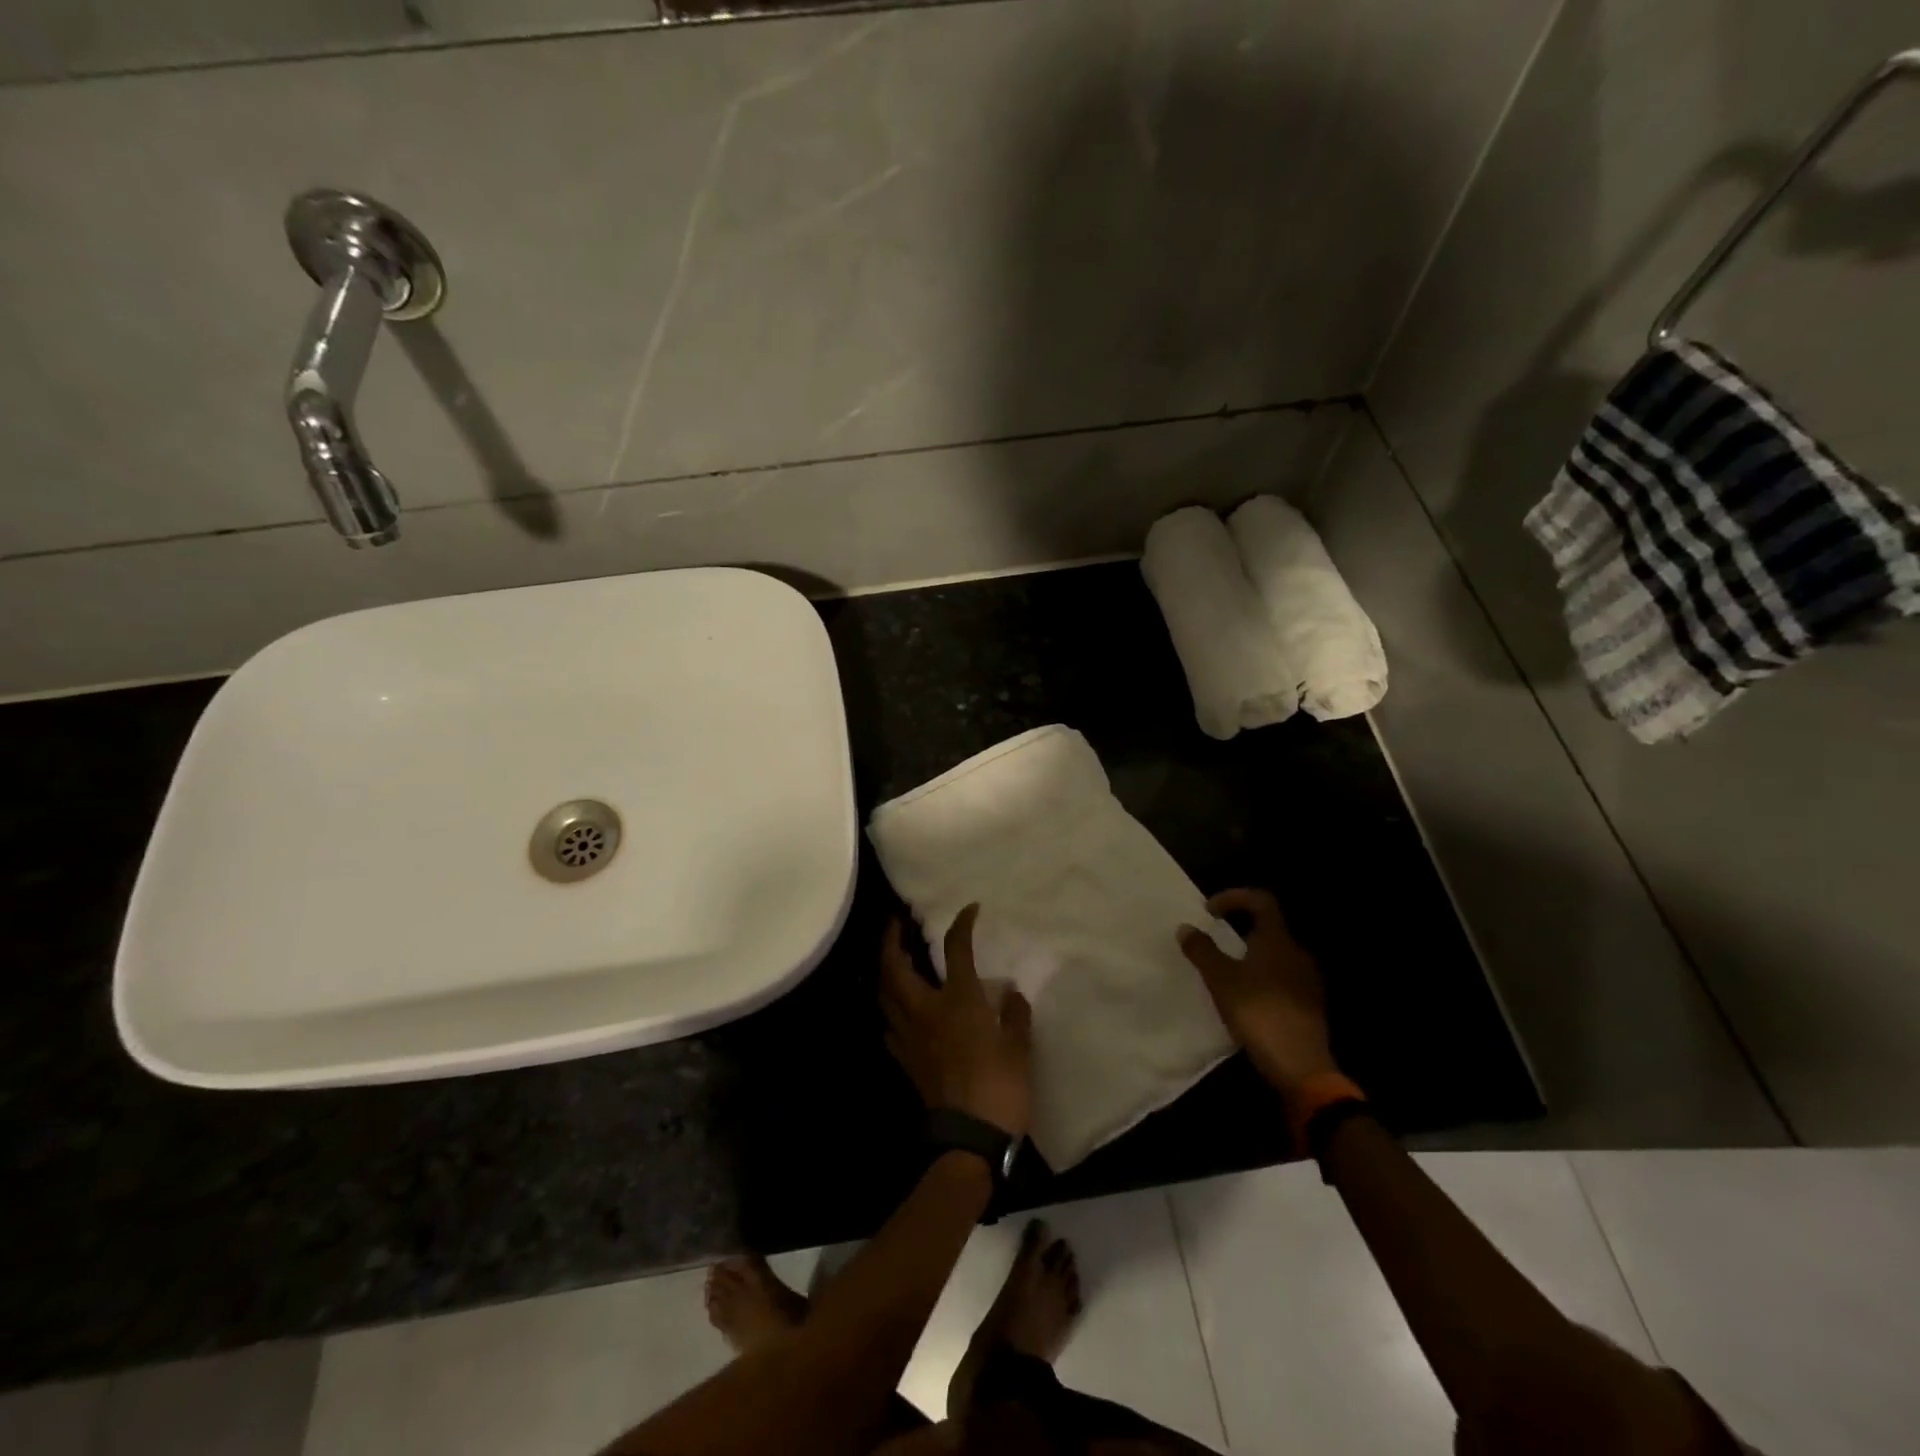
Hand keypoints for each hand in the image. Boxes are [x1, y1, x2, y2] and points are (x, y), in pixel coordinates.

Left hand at [881, 905, 1032, 1138]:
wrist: (968, 1139)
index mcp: (958, 1000)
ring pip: (884, 994)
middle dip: (890, 940)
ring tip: (892, 960)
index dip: (961, 924)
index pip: (955, 949)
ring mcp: (910, 1036)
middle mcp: (926, 1010)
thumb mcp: (1019, 1049)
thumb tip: (1013, 995)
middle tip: (895, 924)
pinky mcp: (904, 1060)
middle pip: (895, 966)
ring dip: (885, 971)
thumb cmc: (1000, 1088)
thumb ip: (1016, 1017)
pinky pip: (888, 1025)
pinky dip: (889, 1009)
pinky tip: (897, 1009)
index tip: (970, 909)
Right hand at [1178, 888, 1338, 1101]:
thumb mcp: (1221, 980)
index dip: (1234, 897)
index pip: (1261, 901)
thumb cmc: (1258, 1012)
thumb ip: (1202, 950)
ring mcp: (1306, 980)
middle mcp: (1296, 953)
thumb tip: (1185, 927)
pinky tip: (1244, 997)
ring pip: (1274, 954)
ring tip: (1225, 970)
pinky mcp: (1308, 1004)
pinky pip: (1281, 977)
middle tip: (1213, 939)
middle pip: (1268, 927)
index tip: (1209, 911)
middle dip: (1239, 928)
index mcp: (1277, 940)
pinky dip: (1261, 976)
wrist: (1301, 1066)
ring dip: (1249, 954)